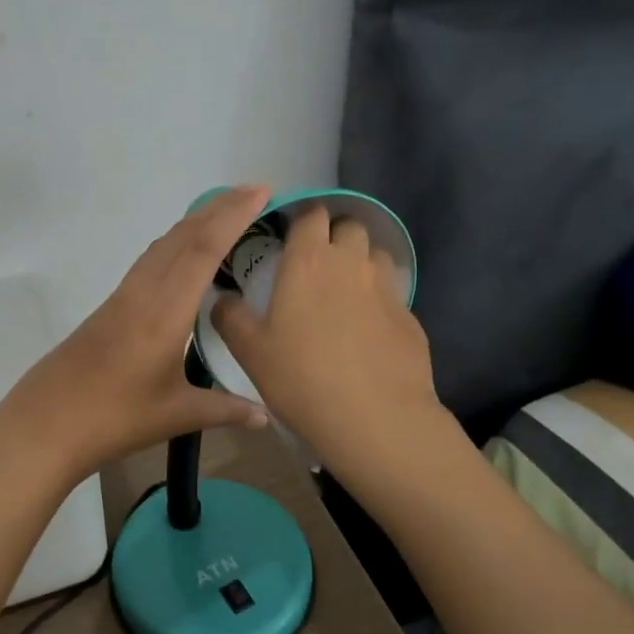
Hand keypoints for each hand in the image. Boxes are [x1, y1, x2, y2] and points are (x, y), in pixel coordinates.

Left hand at [0, 186, 273, 481]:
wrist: (45, 422)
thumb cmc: (113, 418)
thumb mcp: (176, 415)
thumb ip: (224, 409)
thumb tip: (266, 417)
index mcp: (164, 312)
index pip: (203, 250)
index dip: (233, 217)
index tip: (261, 192)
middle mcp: (143, 292)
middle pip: (183, 236)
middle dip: (219, 208)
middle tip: (255, 191)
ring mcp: (123, 296)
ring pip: (163, 245)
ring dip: (195, 222)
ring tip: (227, 212)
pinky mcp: (111, 306)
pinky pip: (149, 261)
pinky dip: (176, 243)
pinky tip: (185, 254)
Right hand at [211, 205, 438, 471]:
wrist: (375, 419)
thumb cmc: (301, 378)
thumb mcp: (249, 351)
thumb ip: (230, 317)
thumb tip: (222, 299)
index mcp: (309, 261)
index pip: (312, 214)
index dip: (301, 219)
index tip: (288, 236)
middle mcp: (351, 263)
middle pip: (350, 226)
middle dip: (334, 235)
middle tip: (315, 264)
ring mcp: (386, 288)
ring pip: (375, 256)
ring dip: (359, 263)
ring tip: (343, 293)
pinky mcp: (410, 317)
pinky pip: (391, 294)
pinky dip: (378, 300)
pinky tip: (367, 331)